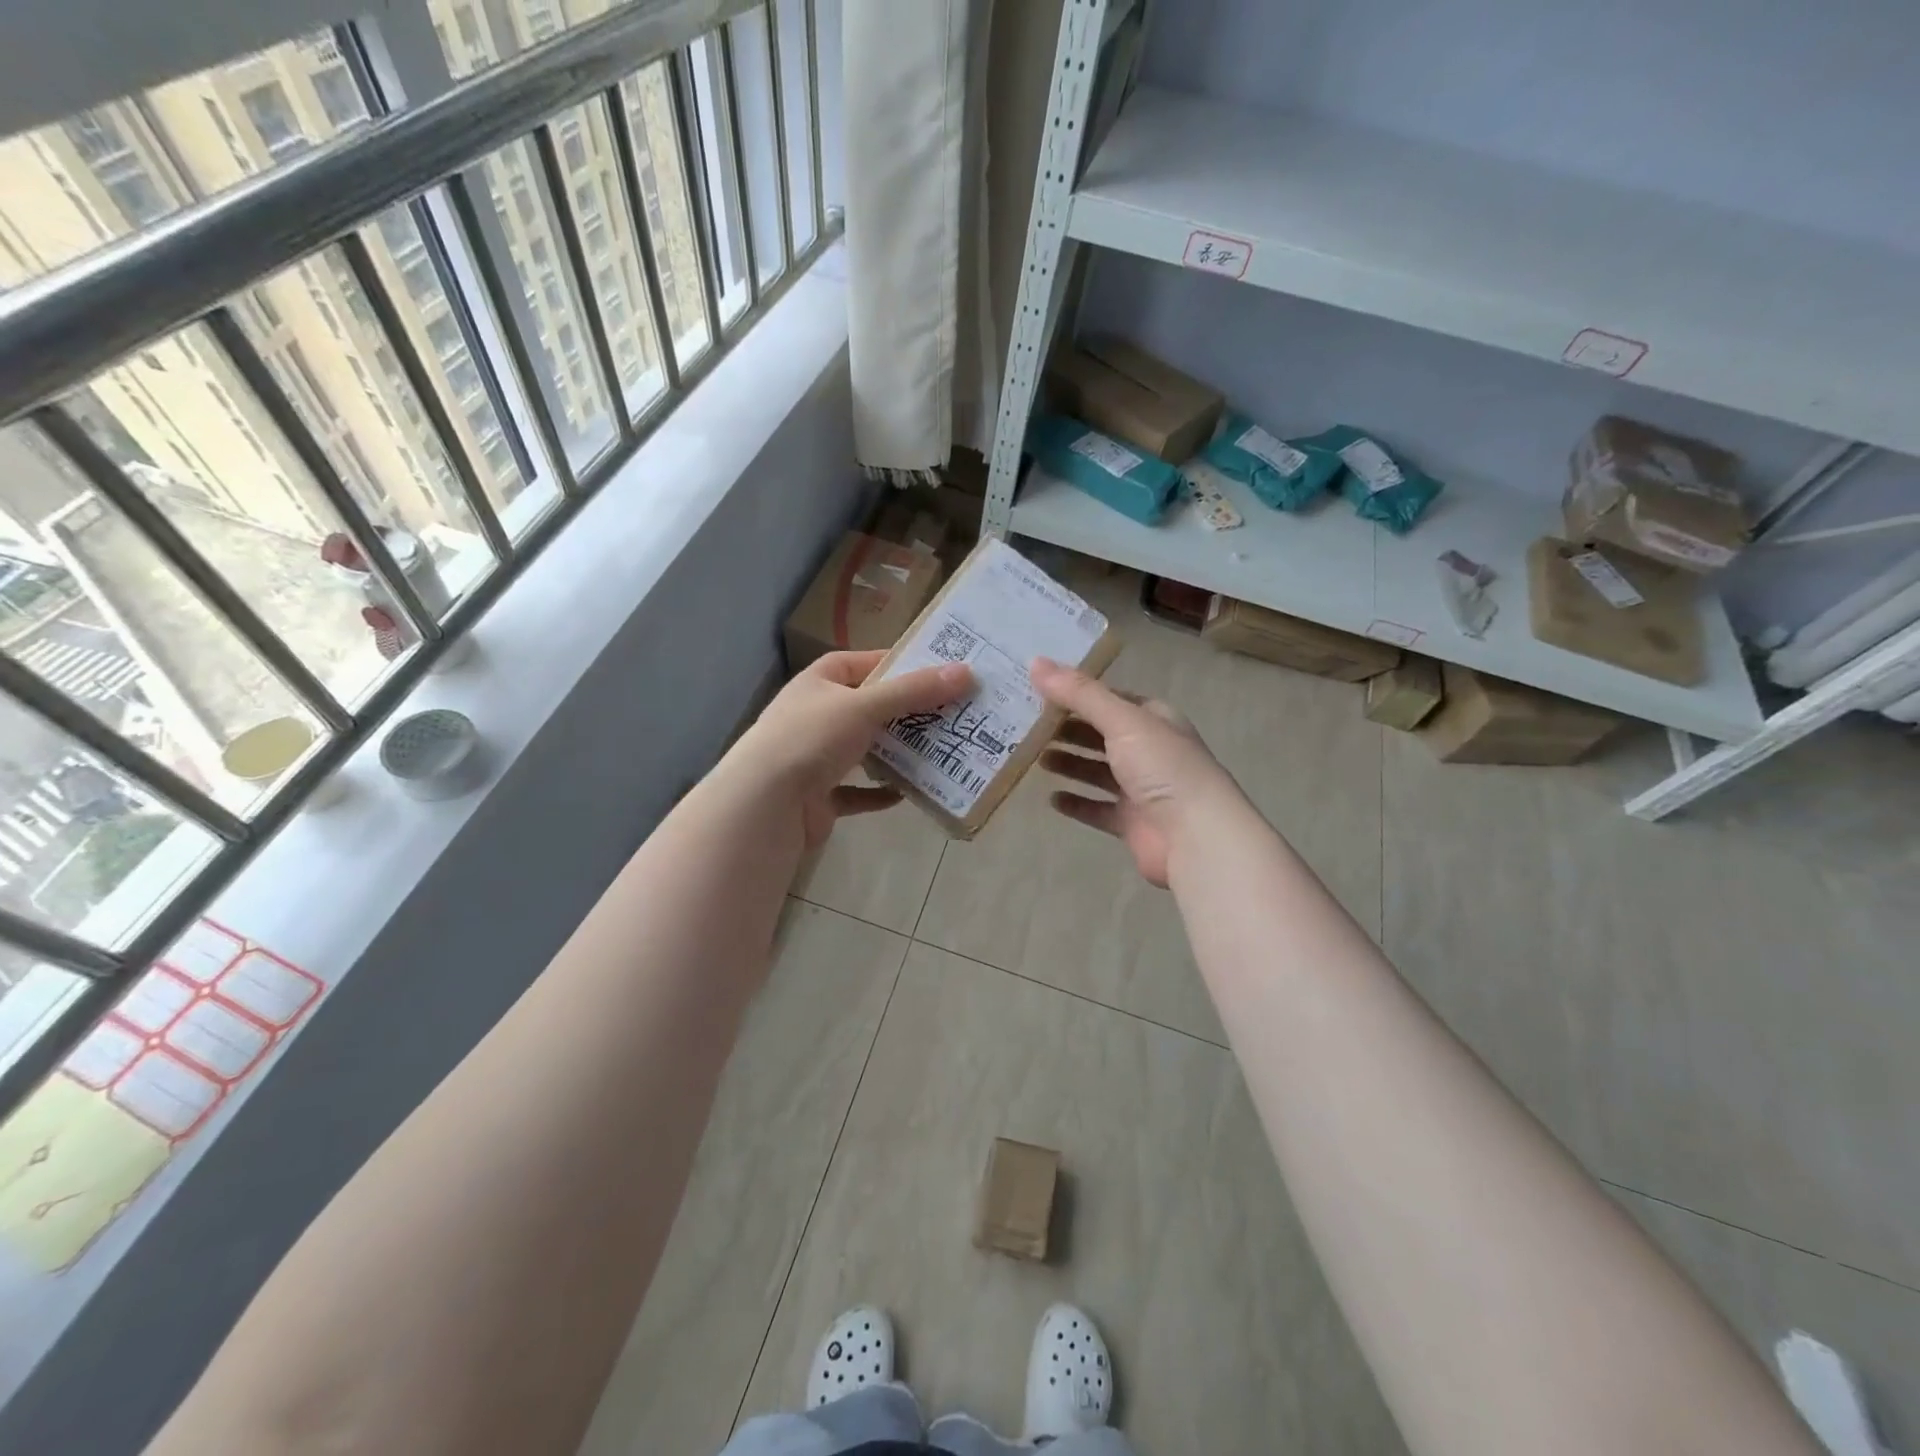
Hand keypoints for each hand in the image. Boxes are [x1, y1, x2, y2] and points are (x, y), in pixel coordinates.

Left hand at [730, 649, 971, 850]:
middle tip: (954, 714)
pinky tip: (906, 793)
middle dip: (908, 713)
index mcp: (820, 682)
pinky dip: (879, 793)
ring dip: (897, 753)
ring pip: (866, 750)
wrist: (766, 803)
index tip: (941, 672)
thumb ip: (914, 691)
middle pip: (871, 708)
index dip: (900, 665)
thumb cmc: (811, 738)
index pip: (865, 663)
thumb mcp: (865, 705)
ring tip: (941, 751)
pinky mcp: (820, 795)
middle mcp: (817, 715)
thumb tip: (966, 672)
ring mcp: (816, 757)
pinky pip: (857, 792)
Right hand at [1032, 657, 1246, 887]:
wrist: (1195, 835)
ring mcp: (1141, 788)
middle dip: (1067, 729)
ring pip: (1097, 771)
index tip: (1038, 692)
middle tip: (1027, 726)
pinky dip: (1076, 802)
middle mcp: (1149, 750)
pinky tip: (1051, 798)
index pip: (1109, 699)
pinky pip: (1097, 808)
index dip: (1076, 694)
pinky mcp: (1132, 822)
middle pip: (1100, 735)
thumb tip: (1035, 662)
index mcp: (1154, 719)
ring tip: (1035, 759)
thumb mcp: (1122, 720)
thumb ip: (1079, 693)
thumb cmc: (1162, 767)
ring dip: (1069, 763)